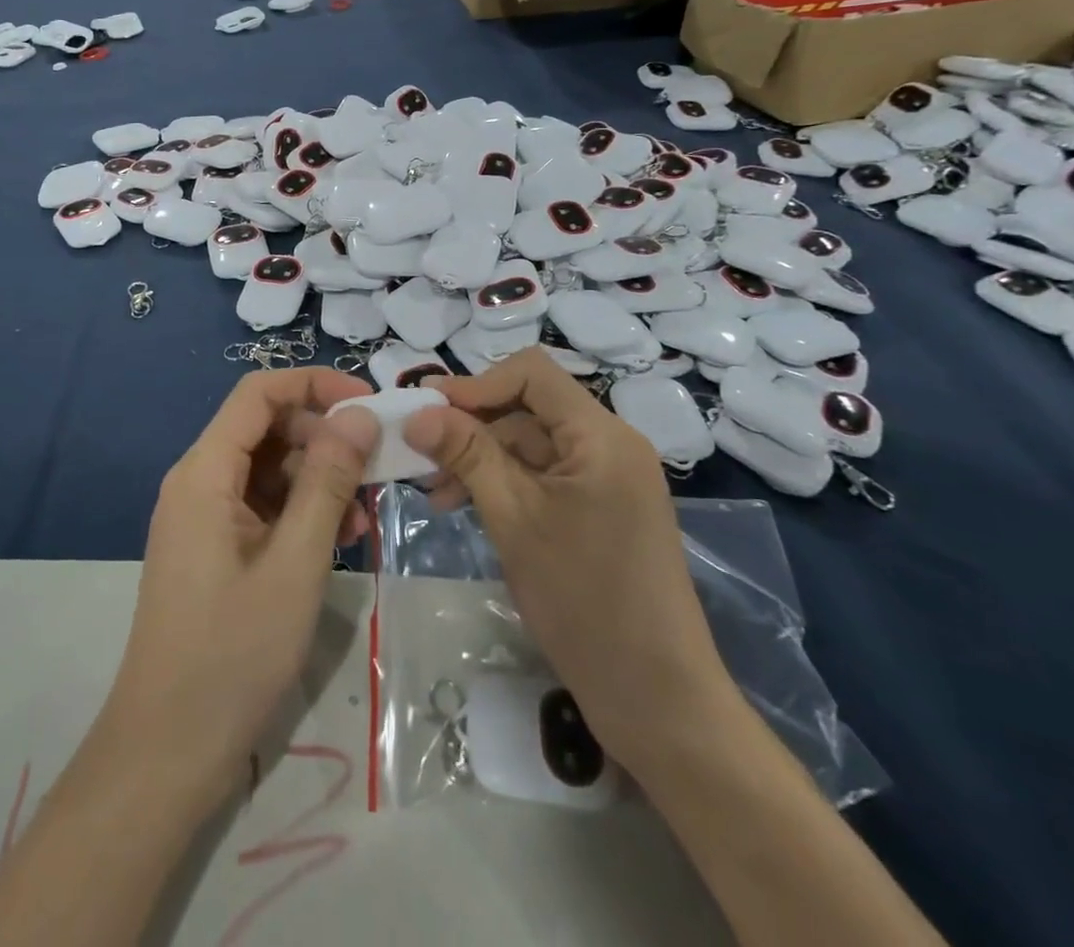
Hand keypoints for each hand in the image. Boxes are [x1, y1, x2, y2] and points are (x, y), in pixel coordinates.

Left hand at [99, 368, 378, 811]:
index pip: (259, 393)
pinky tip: (340, 541)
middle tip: (377, 469)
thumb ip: (328, 482)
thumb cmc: (232, 653)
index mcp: (205, 472)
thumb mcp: (295, 563)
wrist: (167, 751)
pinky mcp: (215, 547)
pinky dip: (302, 513)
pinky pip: (263, 507)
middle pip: (267, 429)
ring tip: (363, 518)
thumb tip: (359, 416)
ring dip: (319, 480)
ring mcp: (205, 517)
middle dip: (324, 439)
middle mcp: (199, 481)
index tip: (369, 404)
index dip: (314, 385)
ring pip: (270, 469)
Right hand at [403, 350, 735, 770]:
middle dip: (472, 428)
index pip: (532, 373)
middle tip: (420, 460)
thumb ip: (467, 454)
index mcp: (601, 435)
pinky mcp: (601, 508)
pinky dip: (505, 484)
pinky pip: (544, 475)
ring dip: (481, 459)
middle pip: (529, 408)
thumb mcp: (513, 518)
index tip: (427, 413)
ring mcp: (608, 478)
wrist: (656, 699)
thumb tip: (417, 411)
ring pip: (531, 444)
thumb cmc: (583, 600)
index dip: (476, 384)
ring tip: (437, 494)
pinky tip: (468, 506)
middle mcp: (610, 444)